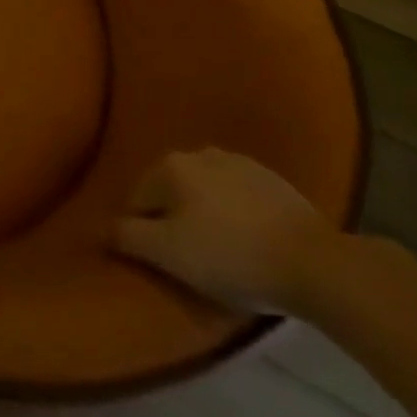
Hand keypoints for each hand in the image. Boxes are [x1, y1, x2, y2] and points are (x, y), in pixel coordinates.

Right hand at [112, 147, 340, 313]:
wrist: (315, 263)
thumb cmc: (231, 257)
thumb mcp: (169, 254)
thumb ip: (128, 236)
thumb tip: (100, 228)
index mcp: (169, 166)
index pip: (138, 201)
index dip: (145, 234)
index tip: (163, 263)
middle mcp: (199, 153)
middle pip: (172, 192)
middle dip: (175, 220)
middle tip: (193, 260)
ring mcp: (239, 162)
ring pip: (206, 192)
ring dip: (206, 215)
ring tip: (223, 253)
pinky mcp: (274, 181)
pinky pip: (239, 197)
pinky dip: (236, 215)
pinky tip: (251, 243)